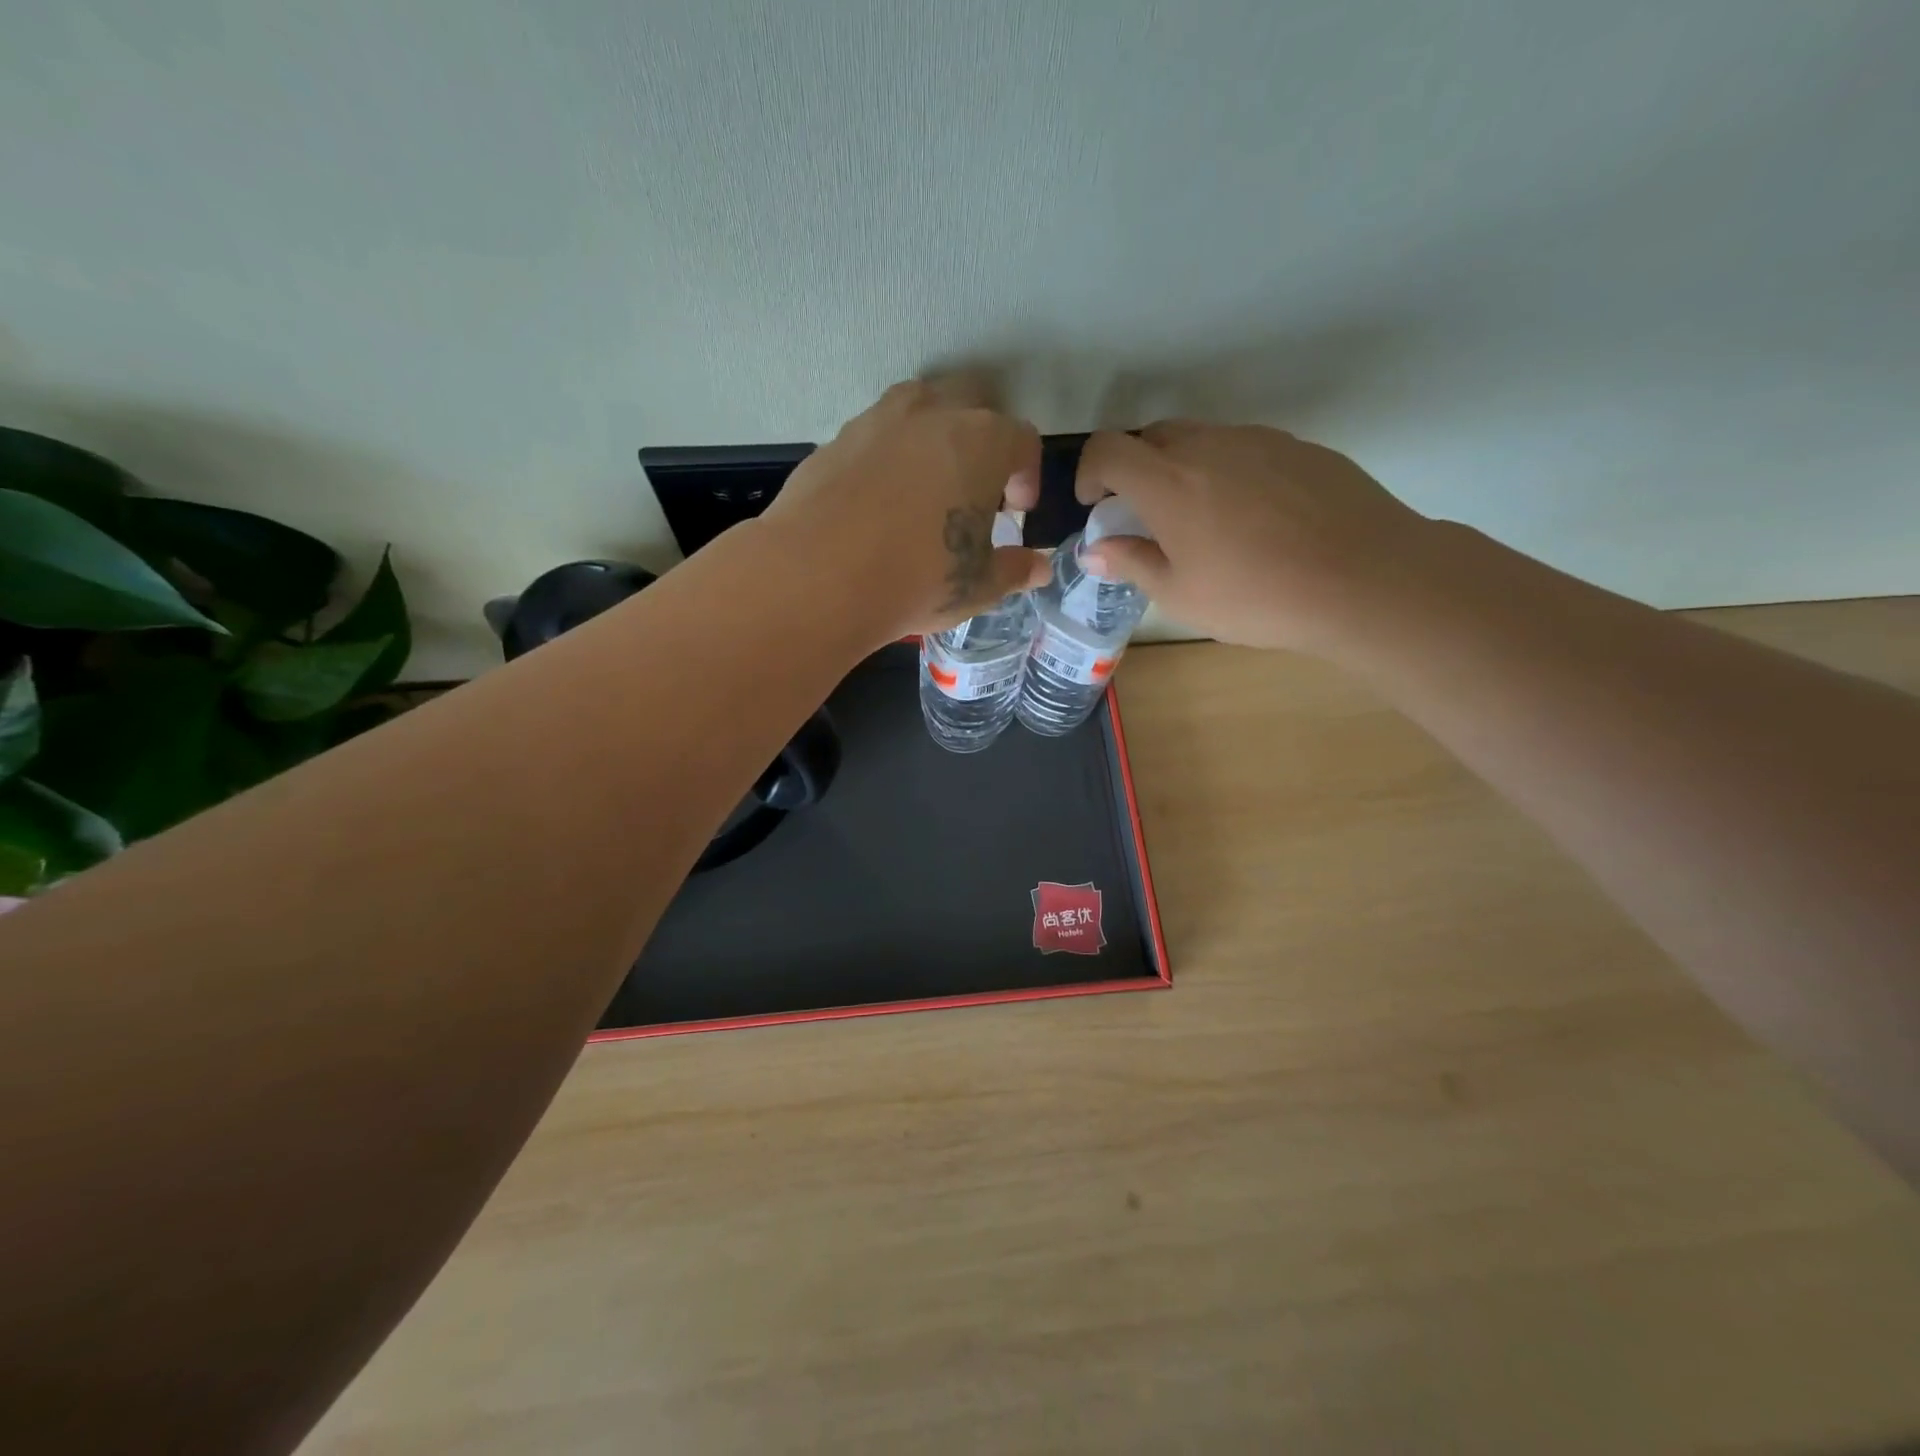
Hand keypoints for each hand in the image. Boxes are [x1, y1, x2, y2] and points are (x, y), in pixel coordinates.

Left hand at [765, 379, 1049, 640]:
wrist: (818, 577)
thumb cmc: (917, 579)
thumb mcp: (977, 585)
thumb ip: (1014, 570)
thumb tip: (1037, 568)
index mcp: (981, 441)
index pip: (1022, 440)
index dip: (1027, 475)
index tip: (1017, 512)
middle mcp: (931, 415)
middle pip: (972, 406)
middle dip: (982, 442)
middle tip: (974, 491)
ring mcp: (877, 421)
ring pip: (918, 408)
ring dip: (933, 437)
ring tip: (926, 486)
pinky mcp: (834, 440)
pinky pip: (874, 436)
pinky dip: (887, 458)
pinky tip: (878, 503)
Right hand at [1074, 422, 1436, 655]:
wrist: (1365, 579)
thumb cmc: (1257, 596)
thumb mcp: (1180, 595)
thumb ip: (1131, 562)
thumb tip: (1095, 549)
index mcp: (1168, 482)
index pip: (1107, 449)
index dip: (1090, 473)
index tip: (1096, 506)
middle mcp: (1208, 446)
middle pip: (1152, 437)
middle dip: (1135, 470)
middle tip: (1147, 517)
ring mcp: (1258, 440)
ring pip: (1201, 439)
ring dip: (1182, 469)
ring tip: (1203, 520)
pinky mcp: (1298, 447)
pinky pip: (1245, 448)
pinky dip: (1228, 471)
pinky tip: (1254, 518)